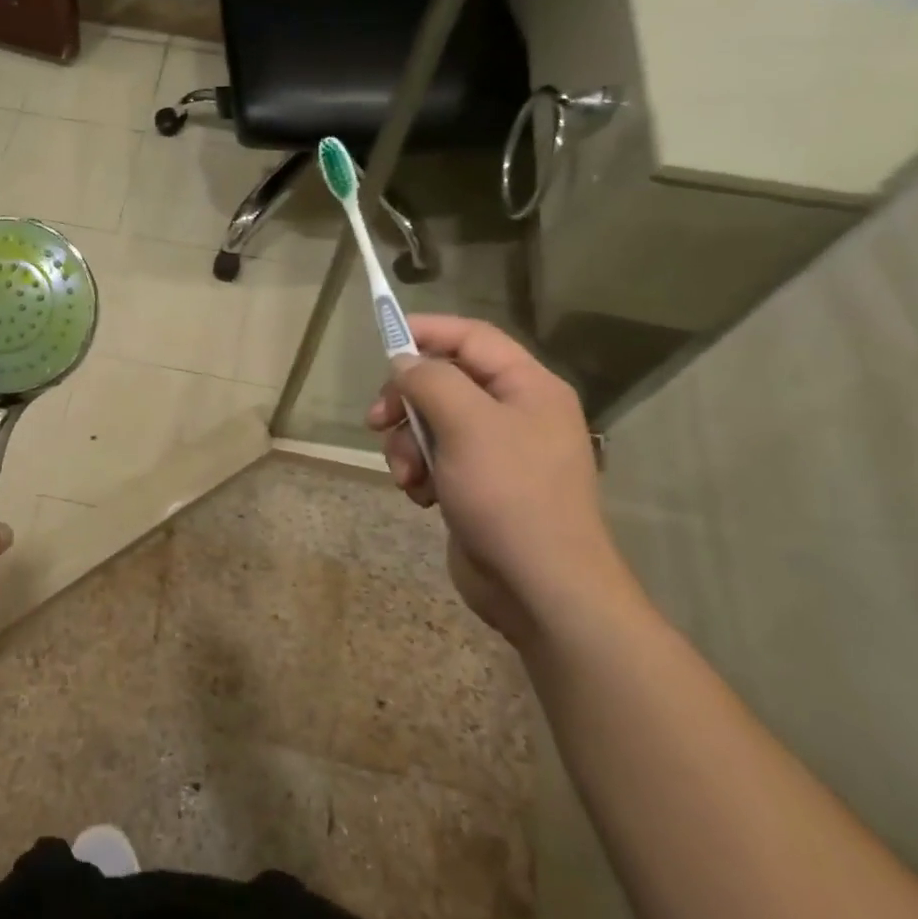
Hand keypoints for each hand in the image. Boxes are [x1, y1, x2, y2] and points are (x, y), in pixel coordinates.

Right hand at [366, 316, 634, 645]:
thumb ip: (430, 380)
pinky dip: (420, 472)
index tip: (382, 342)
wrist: (540, 587)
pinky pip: (435, 459)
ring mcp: (496, 452)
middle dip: (406, 401)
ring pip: (431, 423)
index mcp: (527, 386)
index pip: (471, 338)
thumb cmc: (508, 494)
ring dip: (407, 444)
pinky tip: (421, 496)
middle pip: (444, 381)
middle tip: (376, 421)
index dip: (426, 331)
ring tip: (407, 476)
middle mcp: (514, 412)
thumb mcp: (466, 425)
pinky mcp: (477, 485)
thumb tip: (404, 363)